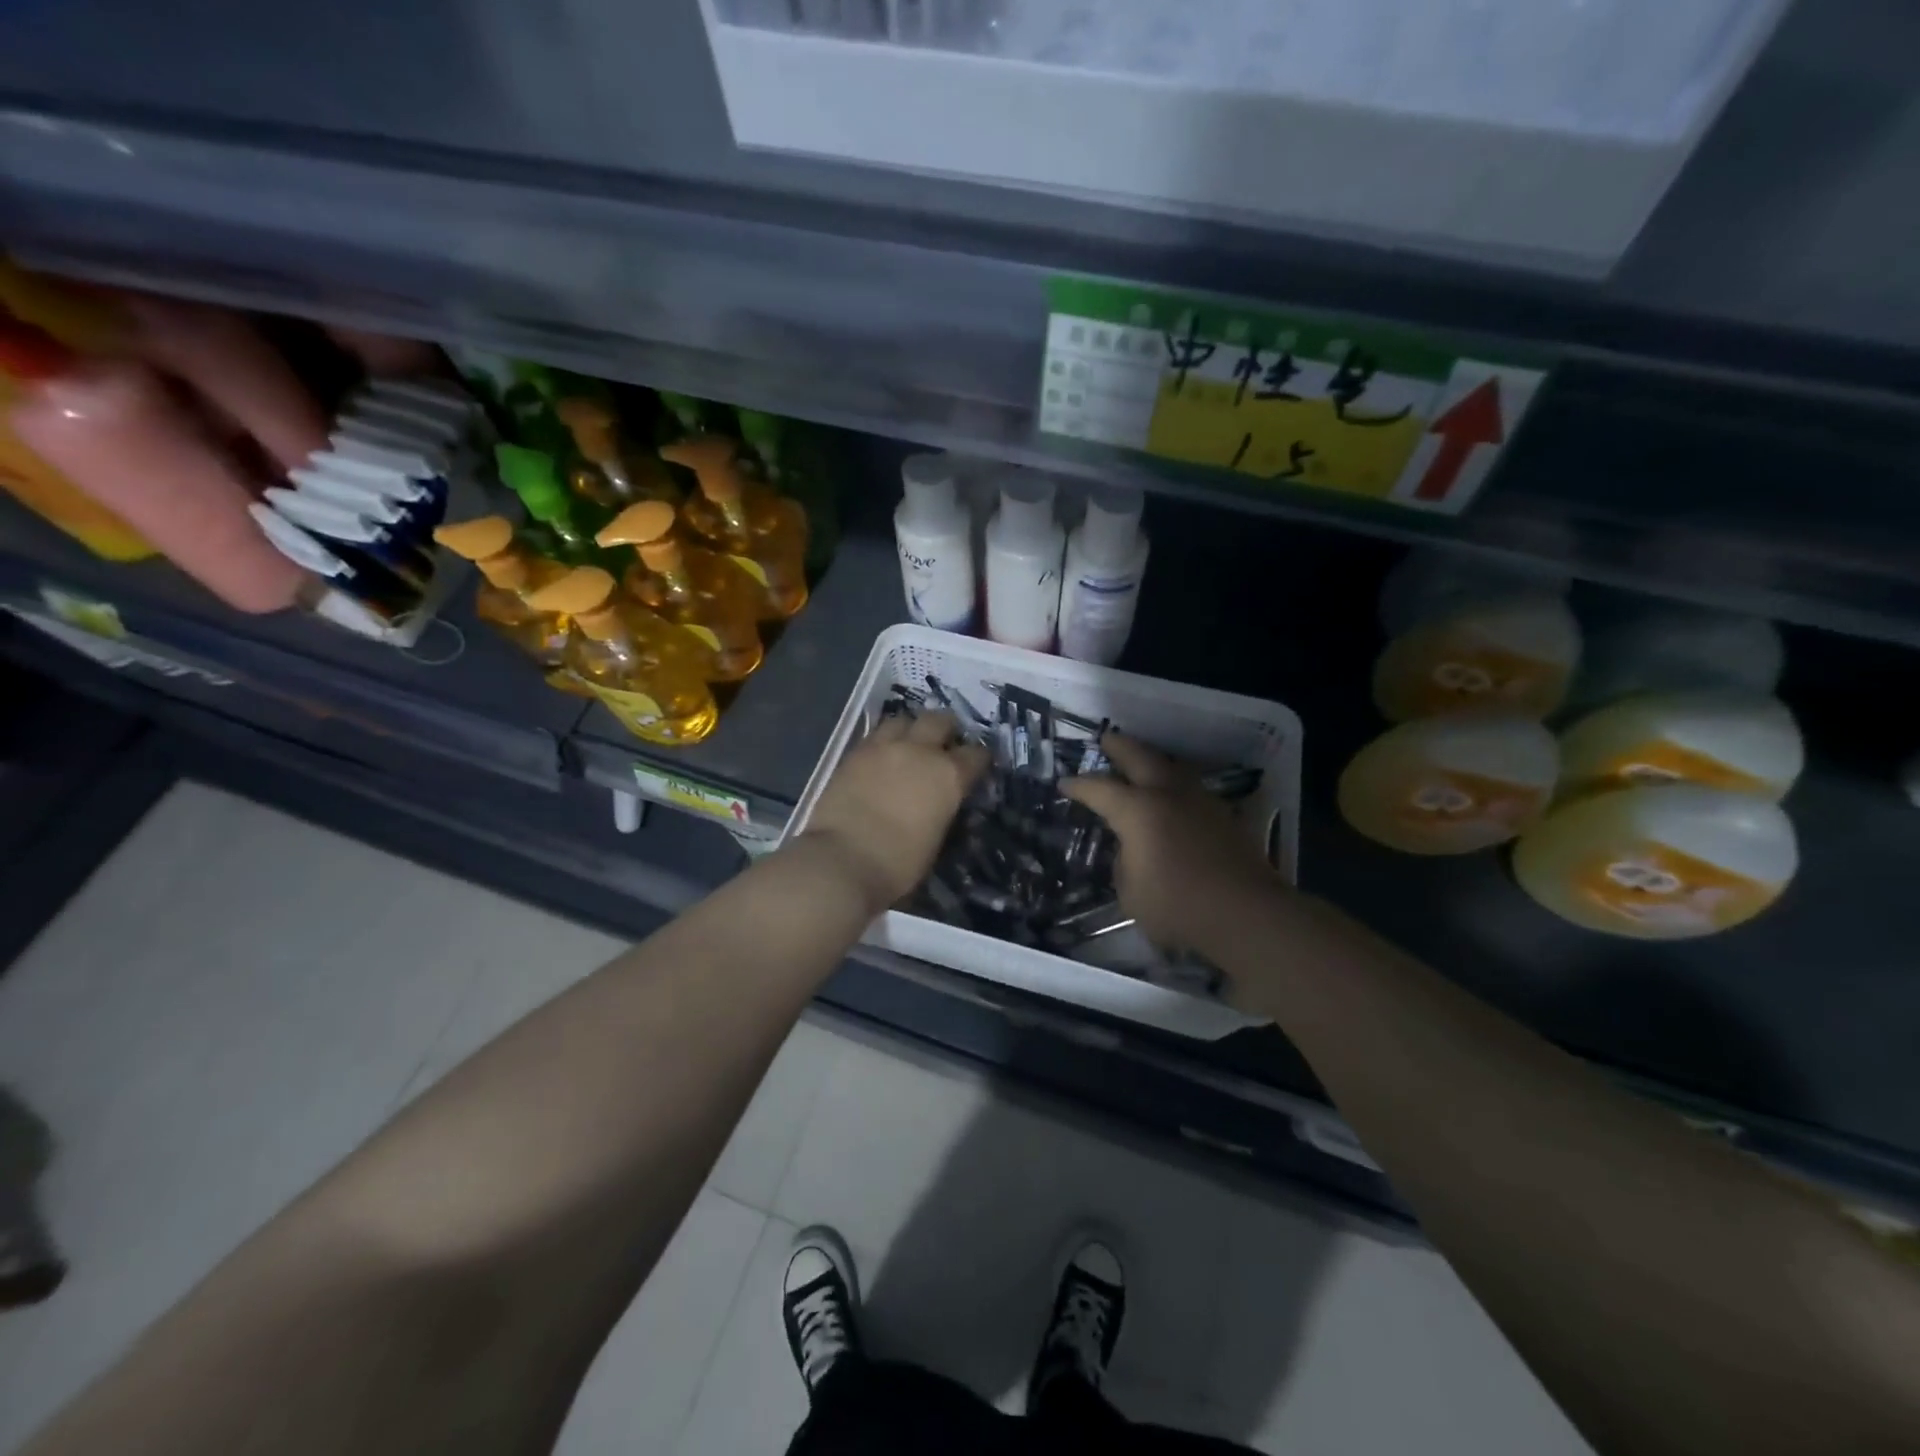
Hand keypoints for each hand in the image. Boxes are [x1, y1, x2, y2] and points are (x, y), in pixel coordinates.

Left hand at [799, 711, 988, 917]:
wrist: (841, 861)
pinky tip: (882, 757)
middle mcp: (920, 751)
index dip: (979, 760)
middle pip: (940, 721)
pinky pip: (875, 734)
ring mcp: (884, 747)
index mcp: (949, 775)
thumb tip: (943, 805)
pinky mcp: (854, 753)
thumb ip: (944, 812)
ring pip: (904, 719)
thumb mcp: (936, 841)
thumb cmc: (898, 864)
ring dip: (911, 729)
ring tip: (909, 745)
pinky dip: (884, 741)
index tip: (976, 768)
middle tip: (944, 746)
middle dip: (946, 730)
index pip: (976, 755)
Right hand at [1063, 731, 1280, 950]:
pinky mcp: (1224, 816)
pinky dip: (1175, 786)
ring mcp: (1200, 802)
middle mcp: (1168, 794)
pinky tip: (1172, 797)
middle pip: (1140, 757)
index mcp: (1137, 810)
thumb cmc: (1178, 907)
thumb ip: (1124, 863)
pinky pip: (1191, 789)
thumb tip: (1131, 849)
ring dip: (1152, 761)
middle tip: (1106, 739)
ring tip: (1141, 762)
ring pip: (1171, 768)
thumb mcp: (1130, 893)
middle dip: (1119, 746)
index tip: (1064, 783)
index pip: (1099, 788)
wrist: (1246, 915)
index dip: (1078, 785)